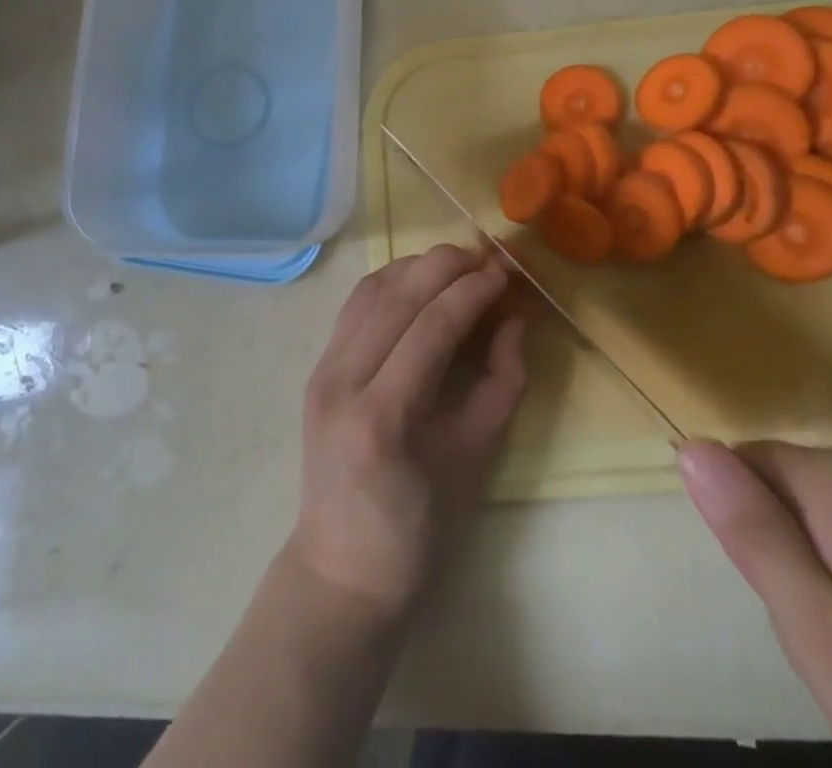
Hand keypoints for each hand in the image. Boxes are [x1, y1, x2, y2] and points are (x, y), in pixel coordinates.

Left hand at [290, 244, 526, 622]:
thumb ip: (502, 383)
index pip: (432, 325)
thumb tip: (514, 320)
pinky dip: (390, 281)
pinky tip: (418, 281)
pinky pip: (355, 305)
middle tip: (488, 259)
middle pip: (397, 295)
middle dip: (447, 265)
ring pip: (372, 290)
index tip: (507, 273)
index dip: (473, 290)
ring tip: (459, 265)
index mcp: (383, 416)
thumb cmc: (418, 529)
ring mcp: (322, 370)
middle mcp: (343, 381)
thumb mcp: (475, 459)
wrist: (342, 571)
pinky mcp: (317, 367)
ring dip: (417, 266)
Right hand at [679, 441, 831, 767]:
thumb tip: (689, 447)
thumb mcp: (821, 633)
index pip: (745, 461)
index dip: (743, 522)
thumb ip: (752, 533)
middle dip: (784, 549)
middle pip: (789, 487)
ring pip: (830, 519)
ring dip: (824, 571)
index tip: (776, 596)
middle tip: (819, 636)